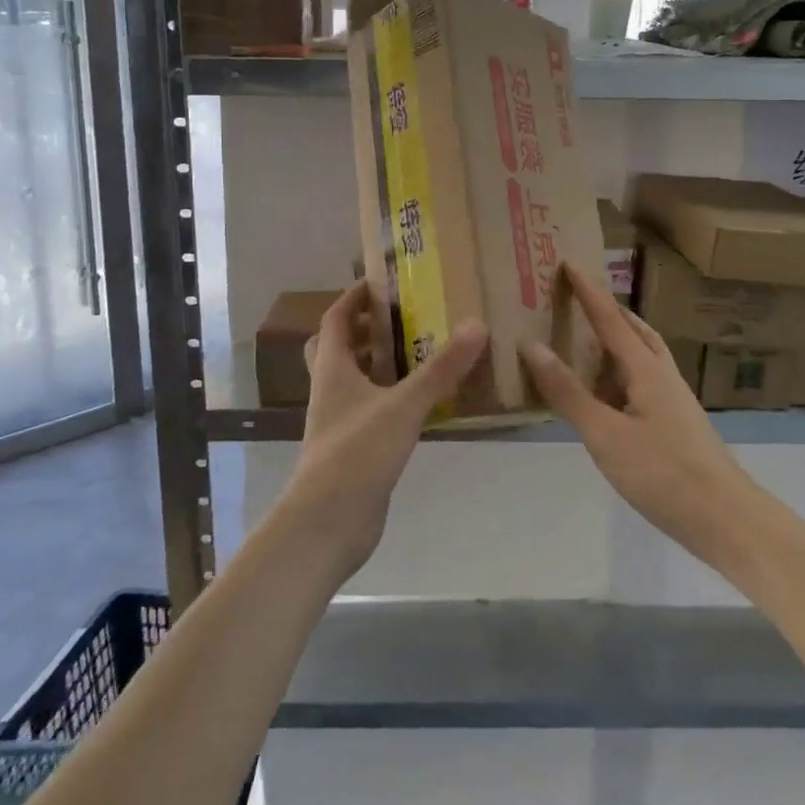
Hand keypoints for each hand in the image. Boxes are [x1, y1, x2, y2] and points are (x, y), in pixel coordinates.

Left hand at [278, 281, 487, 579]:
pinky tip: (424, 402)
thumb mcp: (404, 405)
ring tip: (421, 351)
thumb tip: (476, 325)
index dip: (353, 297)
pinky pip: (372, 409)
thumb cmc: (357, 452)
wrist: (328, 523)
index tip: (379, 282)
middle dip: (365, 329)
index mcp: (332, 368)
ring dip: (380, 363)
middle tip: (401, 317)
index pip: (335, 319)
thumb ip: (441, 369)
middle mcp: (331, 389)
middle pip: (339, 347)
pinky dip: (393, 397)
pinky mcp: (355, 447)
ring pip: (356, 380)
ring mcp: (341, 420)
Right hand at [521, 264, 755, 559]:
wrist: (726, 519)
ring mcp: (673, 400)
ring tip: (588, 340)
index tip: (568, 262)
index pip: (610, 319)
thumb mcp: (605, 434)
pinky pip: (643, 381)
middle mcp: (662, 376)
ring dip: (617, 340)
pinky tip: (607, 393)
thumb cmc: (663, 473)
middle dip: (607, 311)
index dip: (588, 292)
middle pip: (635, 331)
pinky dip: (620, 372)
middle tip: (579, 299)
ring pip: (643, 356)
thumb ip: (568, 392)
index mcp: (646, 369)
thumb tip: (532, 345)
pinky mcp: (676, 424)